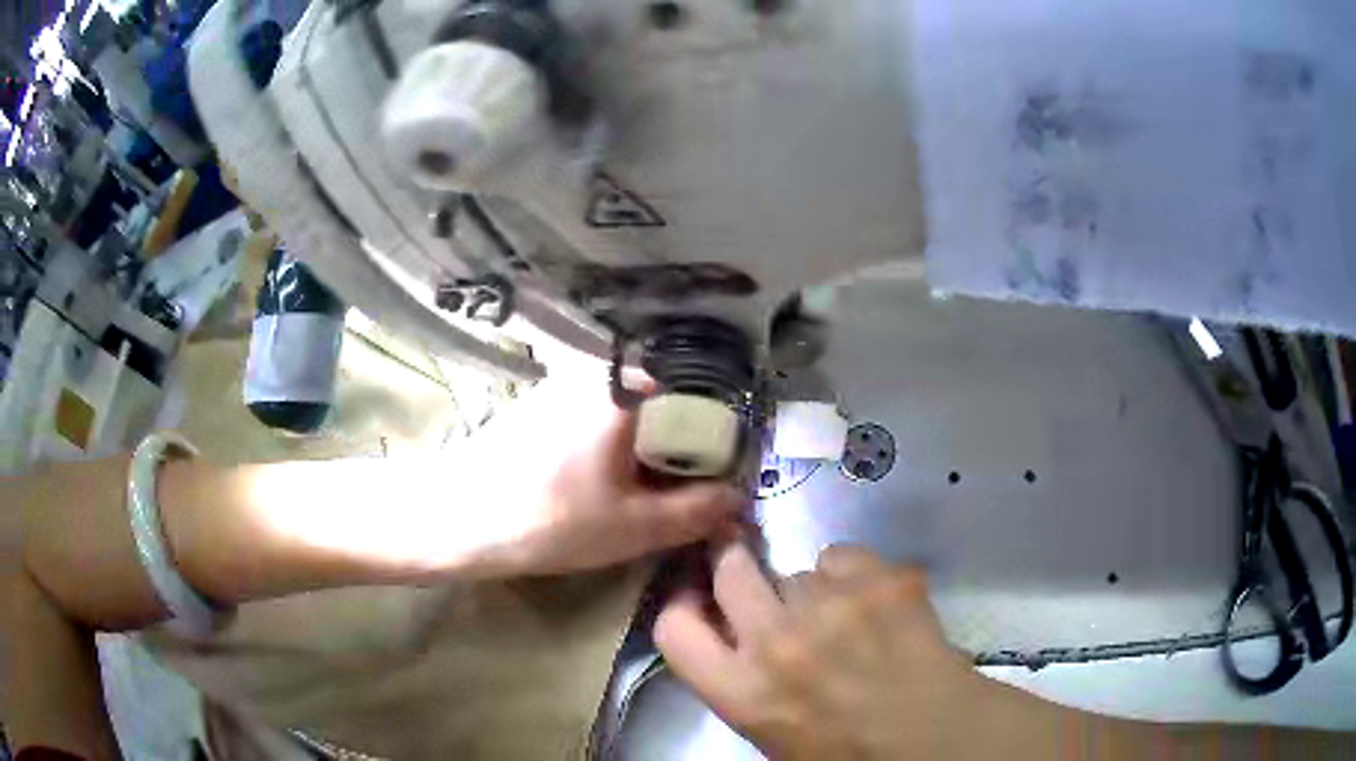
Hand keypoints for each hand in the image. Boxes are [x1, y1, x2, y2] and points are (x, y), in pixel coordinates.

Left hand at [470, 371, 745, 575]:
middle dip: (674, 452)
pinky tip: (595, 487)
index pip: (693, 401)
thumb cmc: (550, 521)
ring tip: (639, 498)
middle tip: (675, 498)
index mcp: (622, 392)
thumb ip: (696, 512)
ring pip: (622, 418)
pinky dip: (607, 450)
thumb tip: (739, 500)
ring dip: (640, 453)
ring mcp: (558, 389)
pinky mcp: (534, 409)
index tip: (710, 482)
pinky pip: (591, 422)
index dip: (710, 443)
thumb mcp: (633, 527)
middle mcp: (592, 377)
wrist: (455, 518)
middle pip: (657, 409)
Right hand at [655, 543, 1057, 759]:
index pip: (673, 629)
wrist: (938, 739)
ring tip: (843, 618)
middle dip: (738, 569)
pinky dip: (852, 574)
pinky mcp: (879, 580)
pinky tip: (875, 602)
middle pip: (730, 569)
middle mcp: (775, 642)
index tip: (701, 602)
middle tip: (762, 585)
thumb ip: (742, 685)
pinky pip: (842, 555)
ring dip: (808, 589)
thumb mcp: (772, 735)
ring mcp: (830, 605)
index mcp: (743, 693)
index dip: (684, 608)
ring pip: (797, 568)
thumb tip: (736, 639)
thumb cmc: (850, 753)